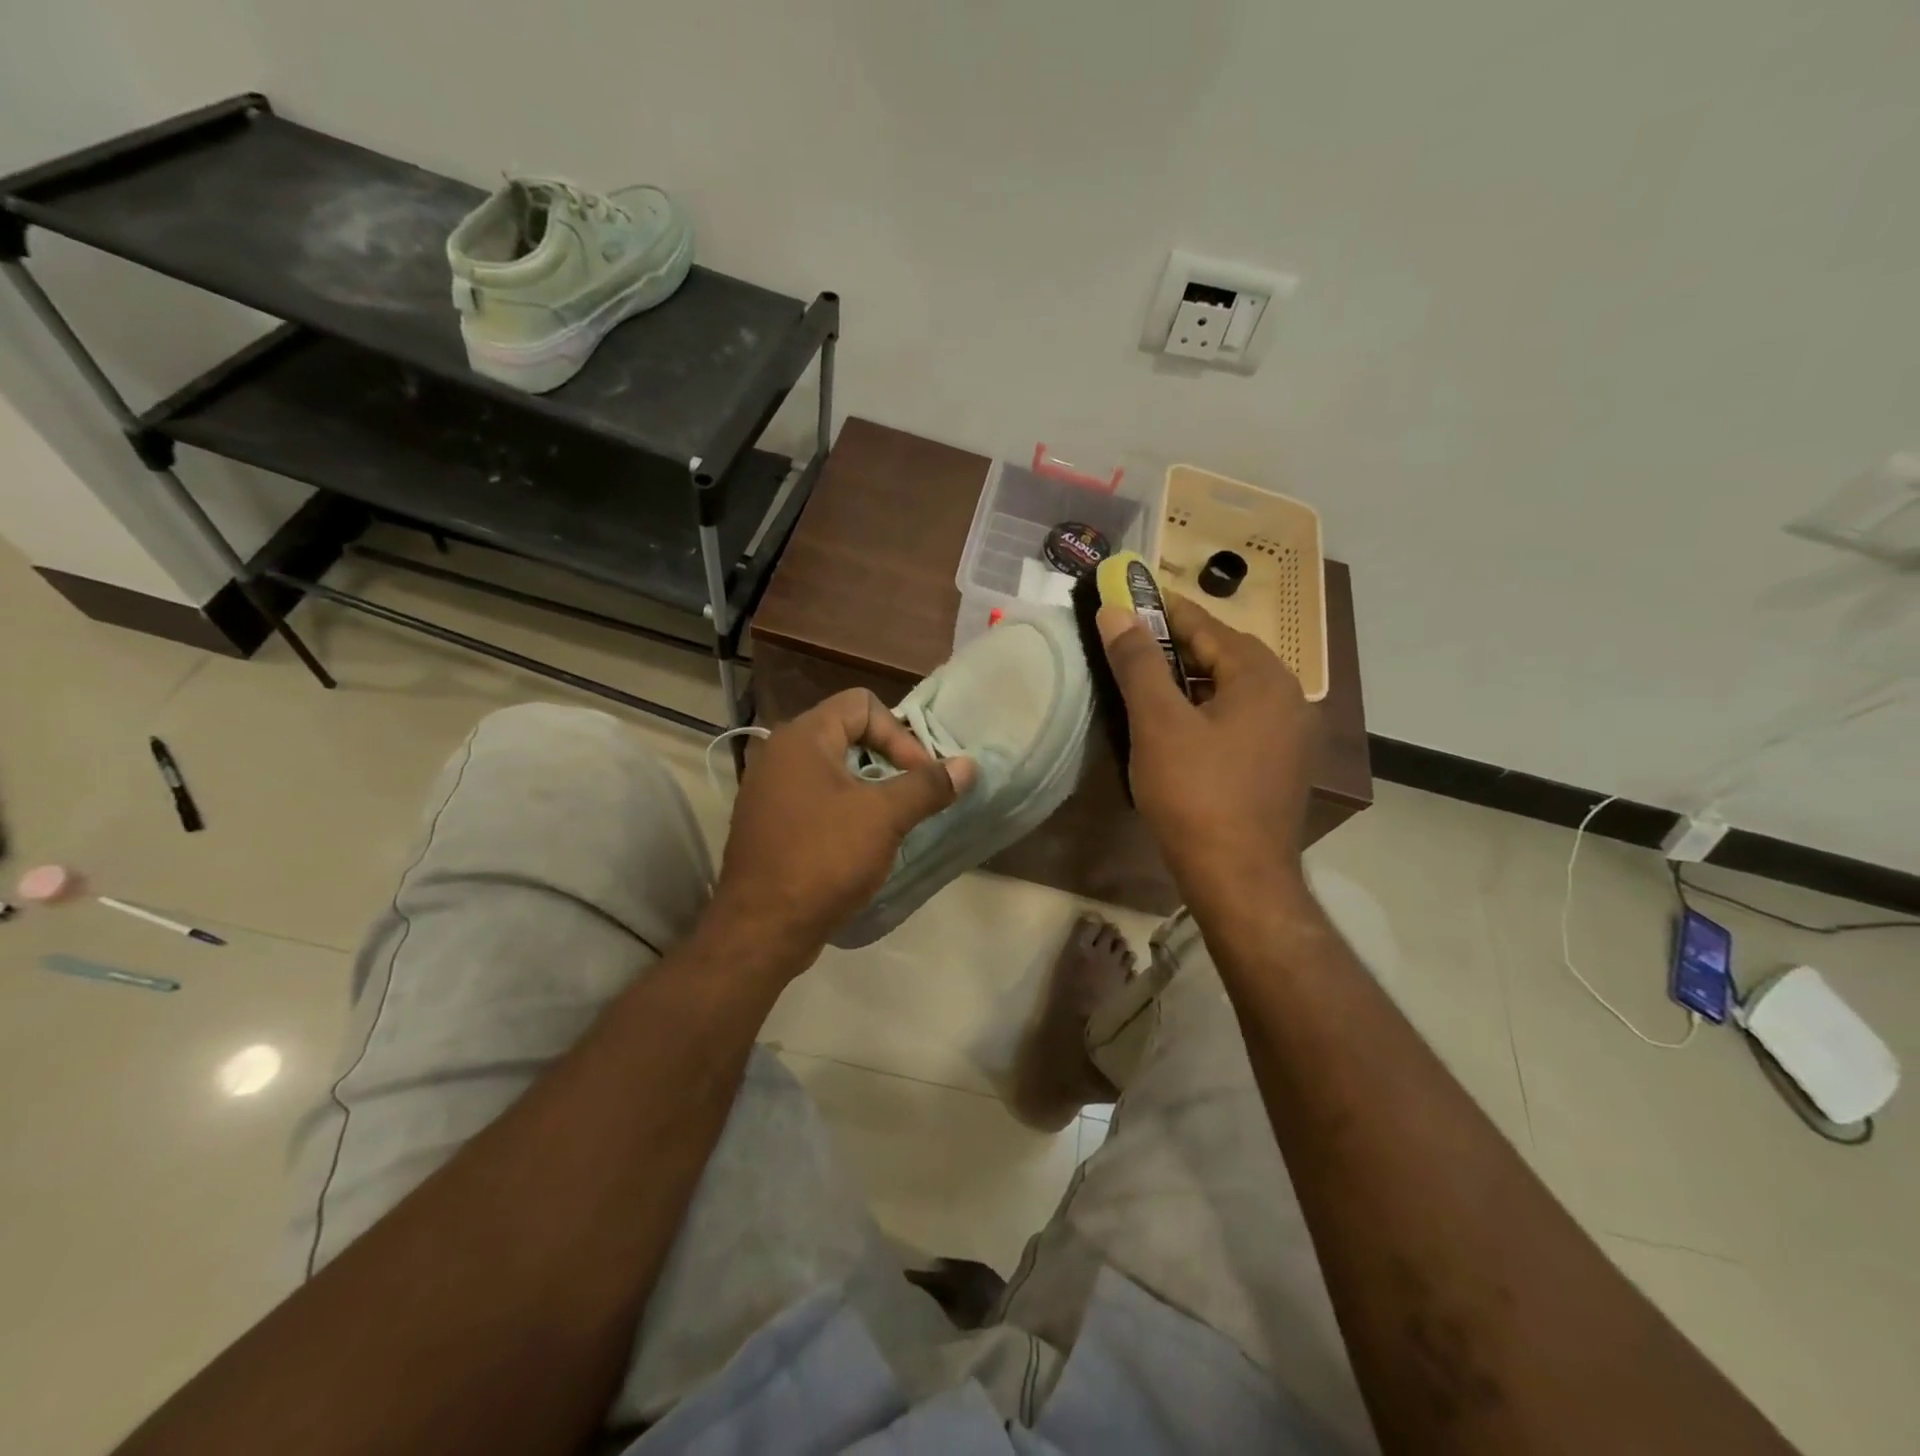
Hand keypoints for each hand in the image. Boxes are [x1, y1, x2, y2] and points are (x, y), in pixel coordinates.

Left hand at [708, 689, 975, 969]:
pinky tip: (859, 841)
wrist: (761, 928)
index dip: (899, 734)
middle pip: (847, 732)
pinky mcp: (768, 822)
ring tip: (891, 818)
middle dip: (887, 758)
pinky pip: (814, 797)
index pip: (862, 703)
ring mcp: (768, 789)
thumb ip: (927, 785)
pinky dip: (843, 808)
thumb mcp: (884, 817)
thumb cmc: (824, 859)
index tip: (920, 776)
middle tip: (912, 794)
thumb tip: (968, 765)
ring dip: (868, 786)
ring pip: (832, 768)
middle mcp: (780, 753)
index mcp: (803, 737)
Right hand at [1097, 594, 1316, 918]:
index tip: (1131, 594)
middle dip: (1177, 645)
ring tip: (1146, 680)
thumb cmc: (1196, 794)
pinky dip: (1206, 710)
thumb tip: (1115, 611)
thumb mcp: (1158, 723)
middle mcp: (1287, 697)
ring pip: (1232, 690)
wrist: (1239, 879)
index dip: (1165, 609)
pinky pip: (1239, 719)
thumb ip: (1137, 662)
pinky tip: (1177, 725)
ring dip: (1191, 679)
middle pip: (1224, 656)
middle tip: (1131, 639)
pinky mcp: (1280, 765)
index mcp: (1263, 677)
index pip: (1208, 627)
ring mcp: (1289, 735)